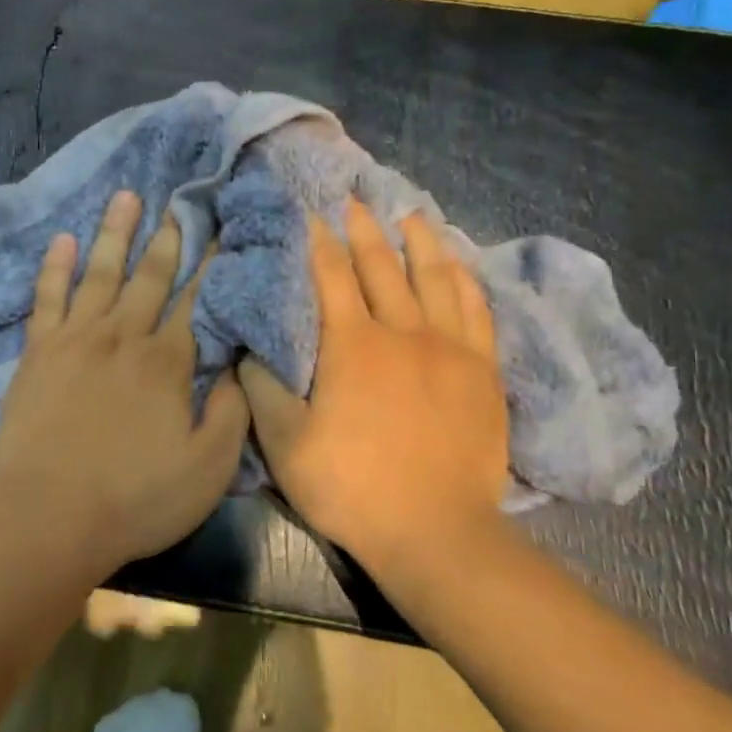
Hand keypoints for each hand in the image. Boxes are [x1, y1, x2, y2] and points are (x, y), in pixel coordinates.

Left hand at [0, 189, 249, 575]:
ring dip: (115, 233)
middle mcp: (124, 335)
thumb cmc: (136, 498)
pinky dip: (55, 266)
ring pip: (100, 273)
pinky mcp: (37, 352)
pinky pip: (47, 297)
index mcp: (168, 361)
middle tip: (179, 202)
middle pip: (150, 277)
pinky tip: (63, 239)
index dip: (211, 265)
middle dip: (168, 238)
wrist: (50, 516)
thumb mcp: (209, 468)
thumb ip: (231, 412)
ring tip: (126, 196)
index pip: (196, 301)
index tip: (221, 231)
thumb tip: (239, 365)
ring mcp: (76, 338)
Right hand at [239, 198, 508, 575]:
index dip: (319, 241)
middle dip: (364, 228)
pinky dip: (465, 281)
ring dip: (420, 241)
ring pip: (435, 277)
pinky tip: (458, 266)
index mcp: (351, 344)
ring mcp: (450, 349)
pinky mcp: (483, 371)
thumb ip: (262, 389)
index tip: (312, 212)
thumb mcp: (285, 444)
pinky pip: (477, 311)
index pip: (332, 275)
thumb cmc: (352, 486)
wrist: (436, 532)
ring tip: (410, 214)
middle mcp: (402, 332)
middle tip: (355, 198)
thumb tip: (248, 347)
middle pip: (382, 265)